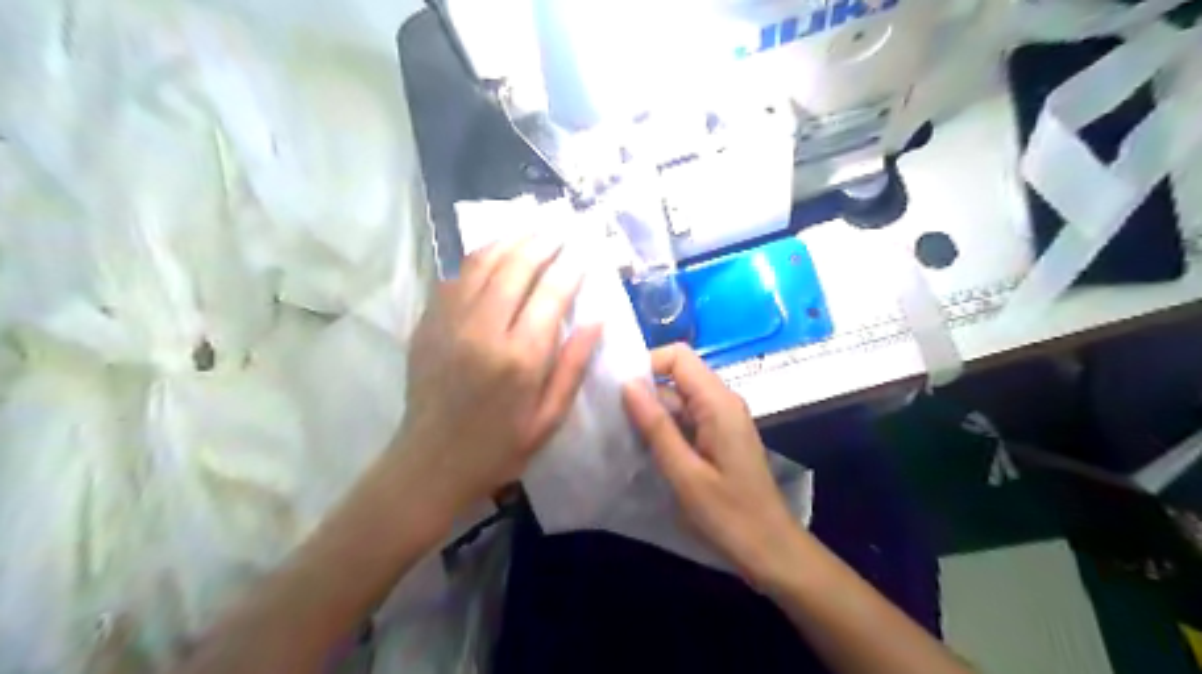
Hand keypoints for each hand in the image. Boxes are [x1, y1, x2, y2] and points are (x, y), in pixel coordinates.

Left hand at [395, 235, 600, 520]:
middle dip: (543, 241)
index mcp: (520, 358)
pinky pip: (456, 277)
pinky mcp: (428, 323)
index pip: (552, 294)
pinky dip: (480, 259)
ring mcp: (450, 322)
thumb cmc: (500, 447)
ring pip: (482, 263)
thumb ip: (573, 365)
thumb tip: (597, 319)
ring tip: (531, 226)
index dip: (571, 266)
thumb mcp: (549, 417)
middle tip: (560, 226)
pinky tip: (495, 254)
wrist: (430, 462)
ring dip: (510, 239)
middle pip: (516, 267)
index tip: (585, 249)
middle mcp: (484, 330)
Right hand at [625, 345, 800, 587]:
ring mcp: (722, 420)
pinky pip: (686, 419)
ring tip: (623, 437)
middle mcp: (722, 402)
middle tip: (612, 420)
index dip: (647, 364)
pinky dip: (665, 429)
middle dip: (644, 393)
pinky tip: (645, 451)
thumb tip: (627, 384)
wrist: (771, 550)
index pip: (678, 356)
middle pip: (677, 377)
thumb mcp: (685, 473)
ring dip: (652, 414)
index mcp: (718, 403)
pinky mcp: (719, 437)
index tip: (618, 392)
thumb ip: (656, 427)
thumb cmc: (729, 515)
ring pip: (679, 400)